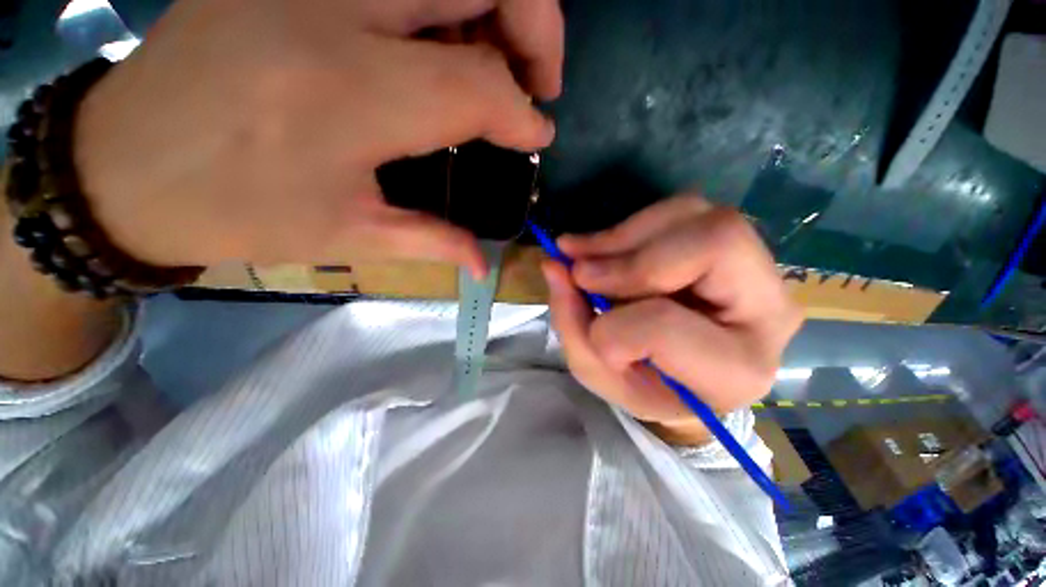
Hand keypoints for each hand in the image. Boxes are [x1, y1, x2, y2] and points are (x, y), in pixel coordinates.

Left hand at [74, 0, 563, 276]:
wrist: (123, 165)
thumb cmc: (236, 210)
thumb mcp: (347, 236)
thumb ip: (433, 240)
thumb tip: (484, 262)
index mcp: (351, 94)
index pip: (480, 85)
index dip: (523, 114)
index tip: (538, 137)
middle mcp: (336, 9)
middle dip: (536, 27)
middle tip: (536, 84)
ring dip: (496, 11)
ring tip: (497, 71)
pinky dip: (449, 4)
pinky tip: (442, 47)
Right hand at [543, 195, 802, 444]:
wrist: (689, 374)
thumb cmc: (648, 386)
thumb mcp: (602, 373)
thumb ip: (573, 323)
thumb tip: (553, 265)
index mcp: (736, 368)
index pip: (666, 325)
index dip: (613, 327)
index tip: (593, 332)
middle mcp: (768, 309)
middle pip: (712, 242)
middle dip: (628, 258)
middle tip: (578, 271)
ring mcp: (756, 266)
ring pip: (694, 214)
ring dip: (623, 235)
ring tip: (582, 254)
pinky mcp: (732, 242)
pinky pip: (681, 209)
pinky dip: (632, 225)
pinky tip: (605, 246)